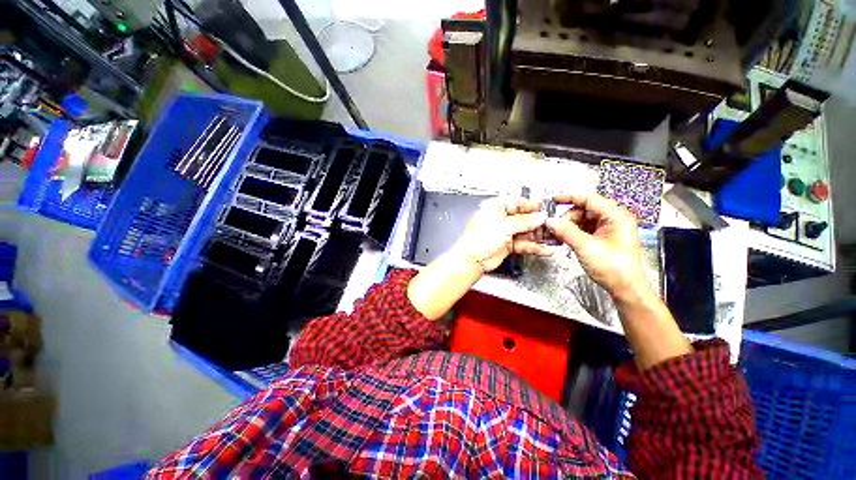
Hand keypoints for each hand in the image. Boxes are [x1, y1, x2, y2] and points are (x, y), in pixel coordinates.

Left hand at [452, 197, 552, 272]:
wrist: (472, 260)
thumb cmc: (479, 240)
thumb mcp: (504, 227)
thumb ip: (524, 222)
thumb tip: (539, 217)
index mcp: (494, 209)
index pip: (515, 203)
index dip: (529, 205)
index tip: (542, 208)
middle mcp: (499, 220)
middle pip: (521, 218)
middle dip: (537, 221)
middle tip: (551, 223)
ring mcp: (503, 233)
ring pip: (524, 231)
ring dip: (538, 235)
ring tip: (553, 236)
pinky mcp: (506, 245)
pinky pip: (522, 244)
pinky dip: (533, 247)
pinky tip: (545, 249)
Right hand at [545, 193, 648, 300]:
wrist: (626, 288)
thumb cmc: (613, 267)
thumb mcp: (586, 247)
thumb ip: (566, 231)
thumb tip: (550, 220)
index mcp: (616, 217)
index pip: (590, 199)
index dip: (570, 198)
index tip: (553, 199)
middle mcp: (613, 220)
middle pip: (584, 210)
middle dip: (567, 217)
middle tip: (554, 227)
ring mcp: (608, 230)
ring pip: (582, 221)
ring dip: (568, 226)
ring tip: (556, 235)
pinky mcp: (602, 239)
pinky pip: (584, 230)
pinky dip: (572, 233)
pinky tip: (563, 239)